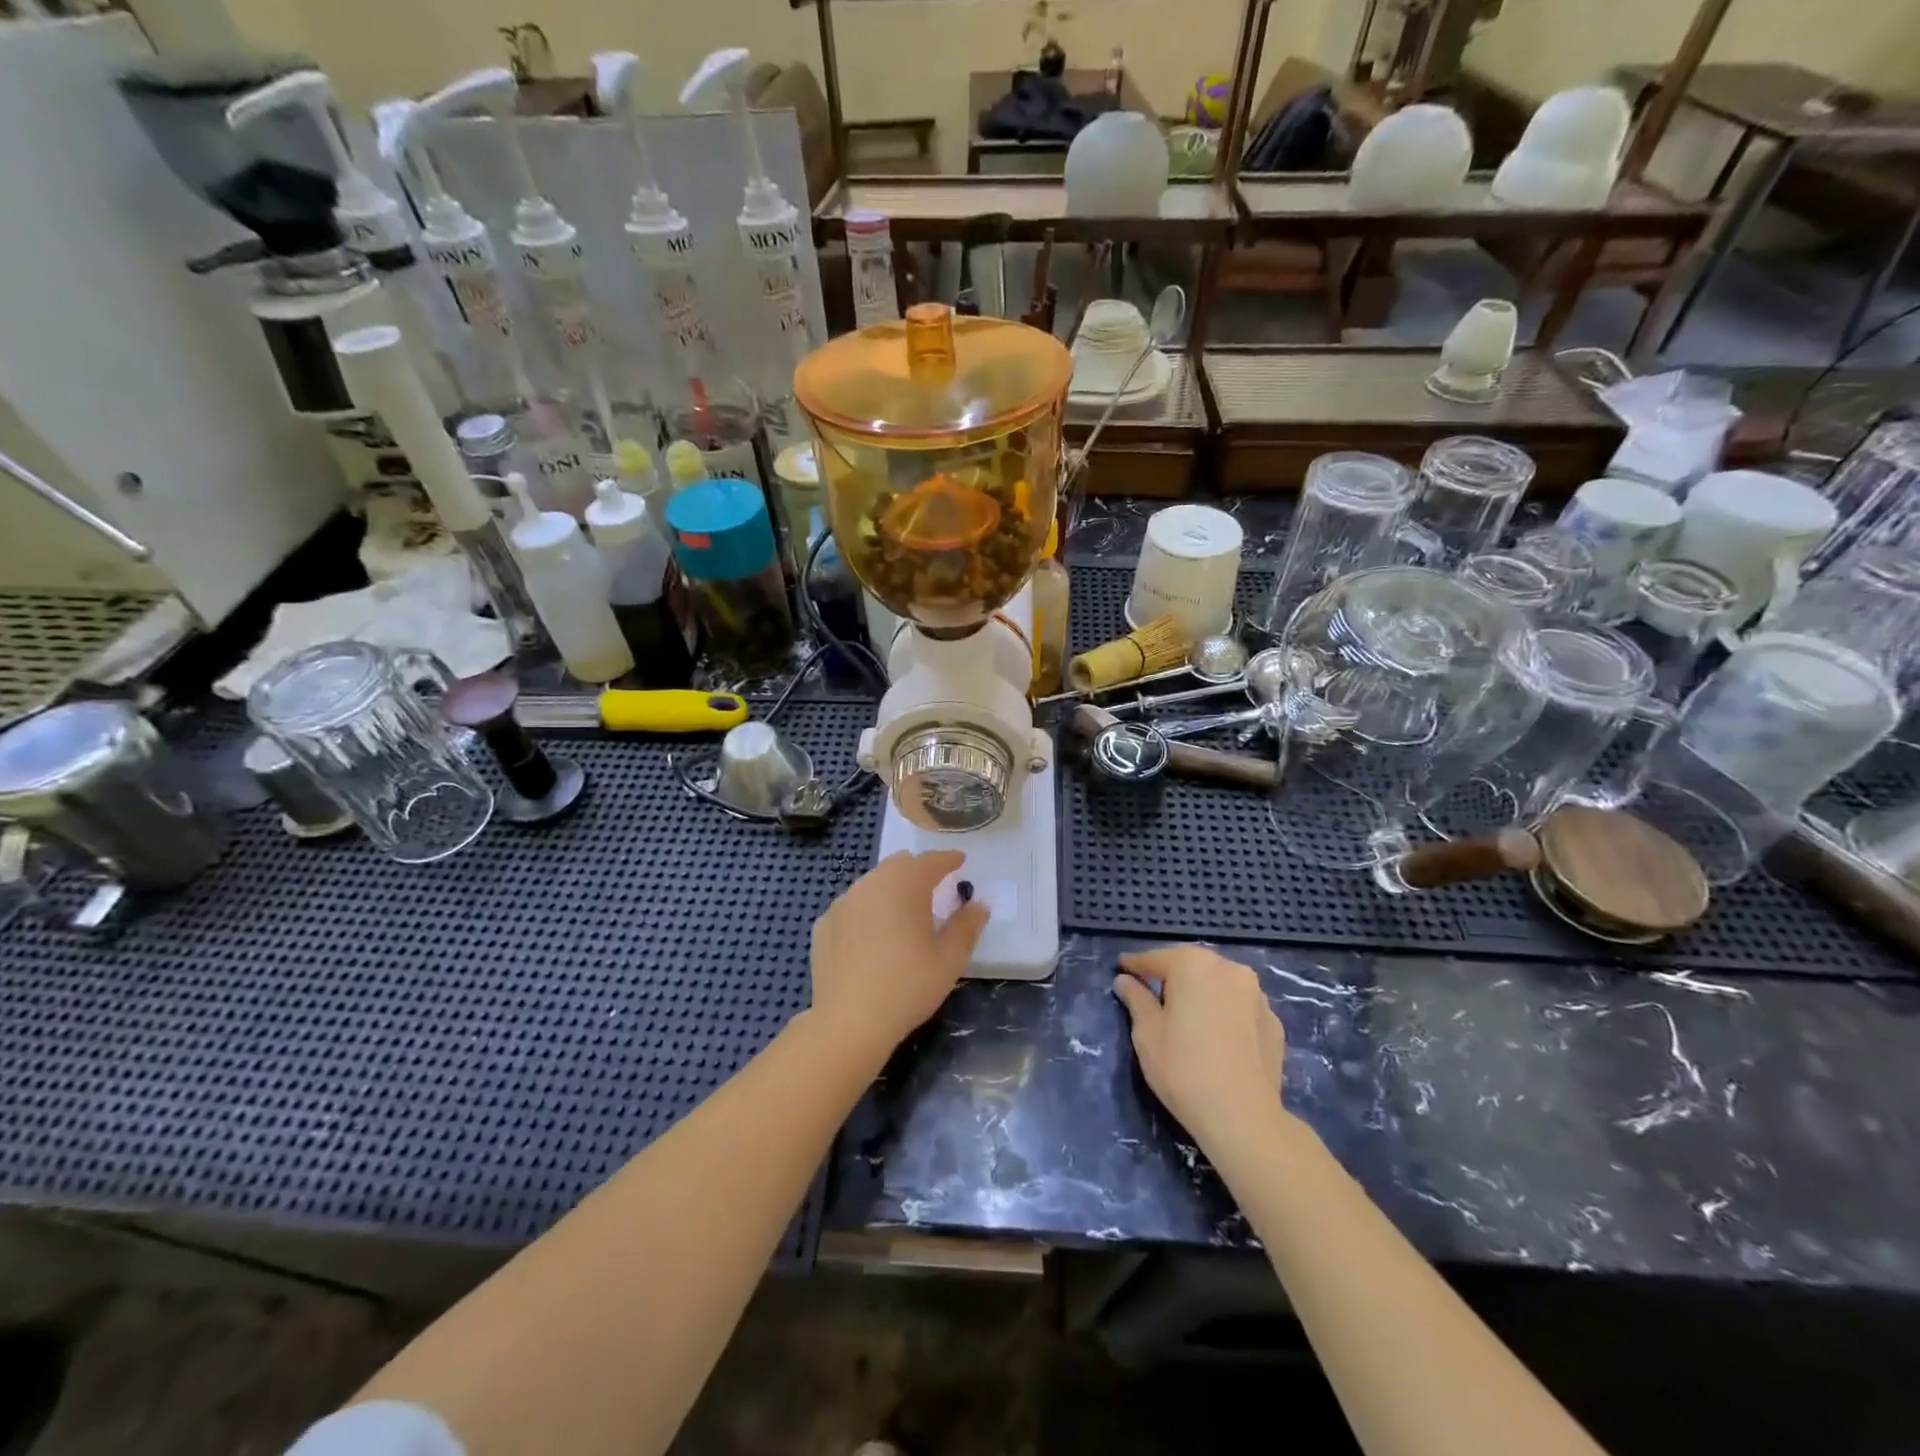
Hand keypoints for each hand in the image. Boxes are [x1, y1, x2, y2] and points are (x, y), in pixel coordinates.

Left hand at [810, 850, 989, 1055]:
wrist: (849, 1021)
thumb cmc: (908, 986)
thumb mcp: (949, 959)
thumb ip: (966, 927)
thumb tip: (978, 905)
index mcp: (905, 884)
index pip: (931, 861)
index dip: (948, 860)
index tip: (960, 861)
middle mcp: (871, 883)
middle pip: (898, 865)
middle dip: (918, 871)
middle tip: (934, 886)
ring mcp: (843, 903)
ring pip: (872, 884)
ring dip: (890, 890)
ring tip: (902, 913)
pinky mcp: (823, 924)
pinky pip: (851, 908)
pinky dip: (866, 912)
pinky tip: (871, 936)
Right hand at [1113, 945, 1286, 1145]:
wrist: (1242, 1116)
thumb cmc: (1183, 1068)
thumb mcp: (1147, 1032)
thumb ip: (1136, 999)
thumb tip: (1125, 980)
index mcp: (1193, 964)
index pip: (1155, 959)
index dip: (1135, 965)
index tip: (1122, 969)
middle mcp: (1229, 969)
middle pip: (1191, 966)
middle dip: (1172, 976)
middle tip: (1152, 994)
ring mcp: (1257, 995)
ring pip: (1219, 985)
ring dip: (1202, 993)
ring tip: (1188, 1016)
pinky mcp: (1274, 1022)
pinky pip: (1240, 1008)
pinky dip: (1225, 1013)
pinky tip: (1217, 1036)